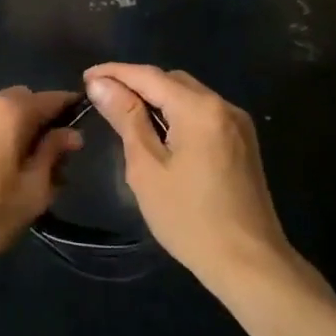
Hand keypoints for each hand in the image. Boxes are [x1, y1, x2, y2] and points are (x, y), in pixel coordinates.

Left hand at [0, 88, 82, 270]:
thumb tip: (70, 133)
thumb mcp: (32, 190)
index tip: (85, 132)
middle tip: (56, 163)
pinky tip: (1, 177)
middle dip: (44, 124)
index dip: (72, 111)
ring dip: (20, 135)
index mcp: (10, 110)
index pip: (52, 98)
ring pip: (3, 118)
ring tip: (29, 176)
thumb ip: (53, 155)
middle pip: (25, 103)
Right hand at [84, 64, 290, 289]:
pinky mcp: (243, 143)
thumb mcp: (147, 168)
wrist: (249, 263)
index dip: (115, 72)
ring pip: (189, 96)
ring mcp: (237, 124)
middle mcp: (223, 105)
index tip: (85, 76)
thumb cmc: (189, 218)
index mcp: (199, 108)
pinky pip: (203, 114)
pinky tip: (159, 133)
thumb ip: (125, 119)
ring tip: (124, 114)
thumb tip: (101, 83)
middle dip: (136, 83)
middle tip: (102, 97)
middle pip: (172, 80)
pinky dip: (177, 114)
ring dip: (157, 98)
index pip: (149, 76)